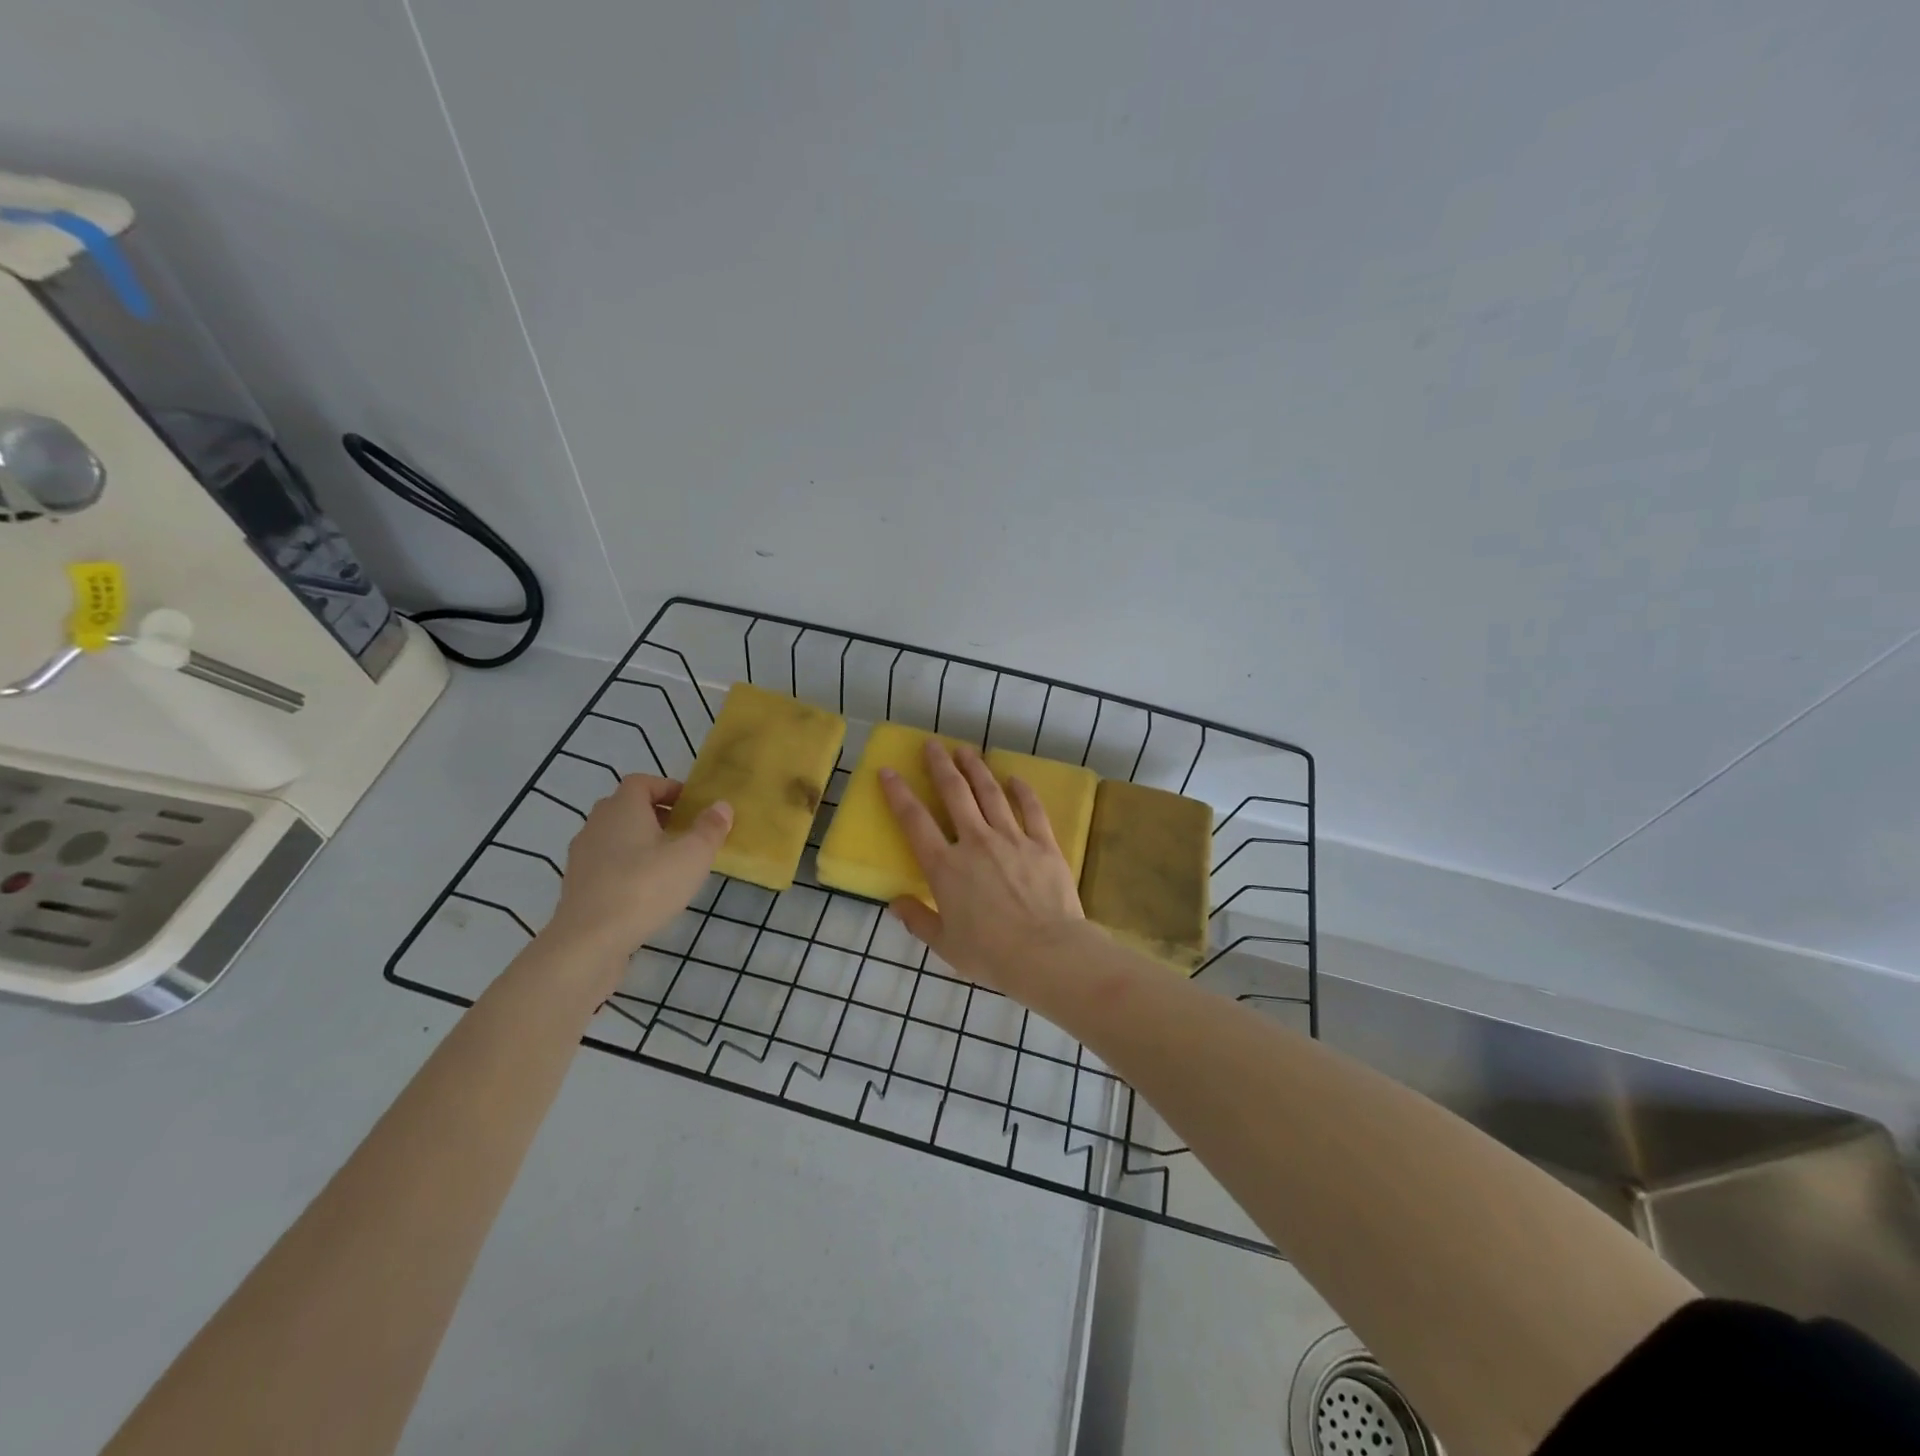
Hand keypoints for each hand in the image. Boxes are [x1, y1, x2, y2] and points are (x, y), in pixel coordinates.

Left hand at [543, 775, 731, 967]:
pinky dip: (626, 867)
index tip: (691, 805)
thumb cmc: (645, 887)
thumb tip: (721, 806)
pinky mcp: (577, 886)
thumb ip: (710, 828)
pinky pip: (606, 864)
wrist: (589, 941)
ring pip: (615, 837)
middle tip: (684, 833)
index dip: (667, 788)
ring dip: (641, 842)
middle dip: (656, 815)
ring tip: (669, 864)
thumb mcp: (692, 856)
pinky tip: (646, 890)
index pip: (642, 782)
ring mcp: (582, 856)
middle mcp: (597, 824)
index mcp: (622, 808)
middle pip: (627, 807)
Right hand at [880, 741, 1084, 992]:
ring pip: (990, 793)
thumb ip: (918, 920)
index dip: (899, 793)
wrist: (1046, 953)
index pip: (915, 821)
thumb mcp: (945, 945)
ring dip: (976, 768)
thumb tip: (895, 904)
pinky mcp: (1043, 844)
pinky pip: (1031, 809)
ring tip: (966, 750)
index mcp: (945, 867)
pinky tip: (1015, 778)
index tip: (888, 771)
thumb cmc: (990, 954)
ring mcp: (1011, 838)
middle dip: (940, 765)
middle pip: (954, 793)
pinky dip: (1022, 791)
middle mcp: (975, 842)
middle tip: (933, 744)